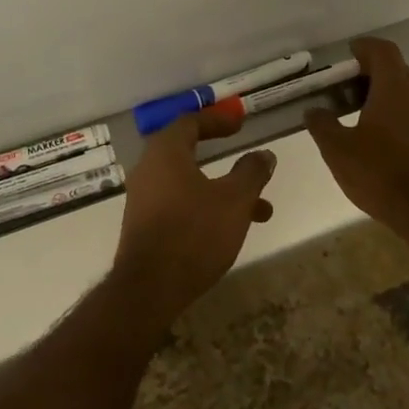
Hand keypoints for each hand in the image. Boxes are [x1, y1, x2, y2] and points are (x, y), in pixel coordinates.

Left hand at [112, 107, 275, 329]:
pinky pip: (180, 203)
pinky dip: (206, 207)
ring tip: (262, 210)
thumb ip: (251, 173)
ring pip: (189, 183)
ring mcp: (144, 199)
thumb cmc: (193, 233)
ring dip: (223, 190)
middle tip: (247, 156)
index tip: (240, 122)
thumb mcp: (234, 200)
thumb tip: (264, 154)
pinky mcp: (145, 225)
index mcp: (165, 152)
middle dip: (223, 155)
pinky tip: (231, 230)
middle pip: (188, 151)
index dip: (217, 119)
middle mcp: (149, 169)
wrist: (148, 289)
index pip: (190, 122)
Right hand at [305, 37, 408, 234]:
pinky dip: (403, 110)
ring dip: (390, 91)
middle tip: (348, 88)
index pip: (383, 51)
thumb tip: (314, 110)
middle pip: (397, 68)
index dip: (365, 47)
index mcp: (394, 87)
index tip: (348, 54)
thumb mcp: (338, 150)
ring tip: (366, 109)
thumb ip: (322, 125)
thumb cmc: (380, 174)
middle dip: (372, 71)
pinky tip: (387, 131)